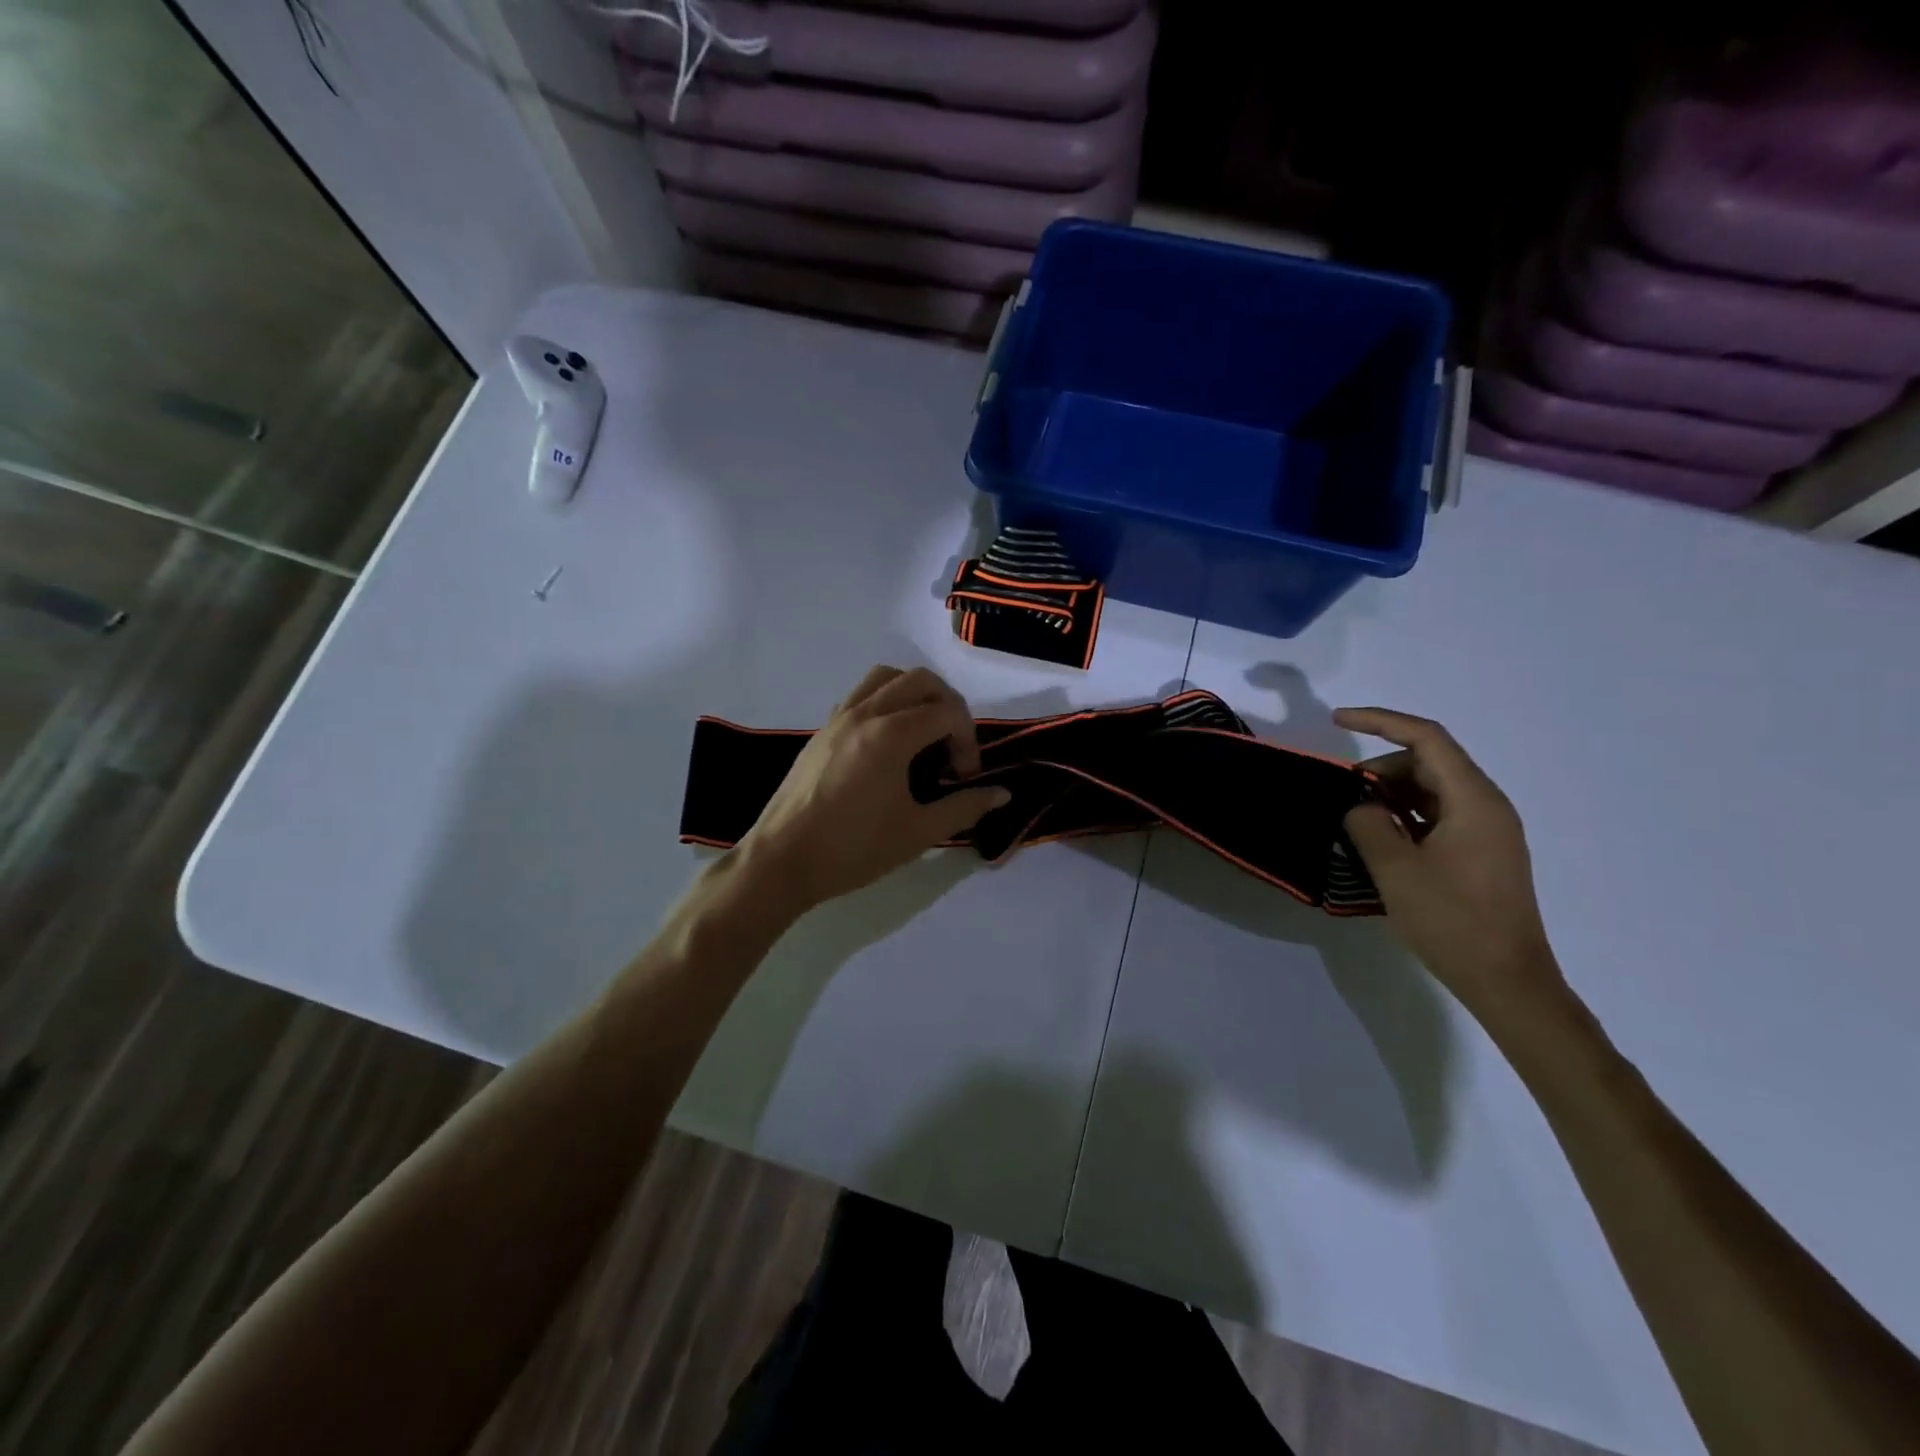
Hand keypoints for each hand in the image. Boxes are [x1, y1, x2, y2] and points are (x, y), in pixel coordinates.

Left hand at [738, 666, 1010, 914]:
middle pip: (920, 680)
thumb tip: (1002, 794)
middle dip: (949, 707)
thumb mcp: (918, 833)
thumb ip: (964, 808)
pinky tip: (889, 741)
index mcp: (890, 735)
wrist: (782, 861)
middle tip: (953, 748)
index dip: (968, 741)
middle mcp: (865, 713)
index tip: (965, 778)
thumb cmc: (853, 850)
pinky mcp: (822, 729)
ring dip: (915, 694)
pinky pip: (862, 694)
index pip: (947, 712)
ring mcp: (839, 717)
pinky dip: (886, 701)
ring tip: (925, 733)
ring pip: (887, 677)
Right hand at [1334, 707, 1567, 1025]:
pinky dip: (1405, 816)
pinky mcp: (1481, 853)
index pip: (1426, 738)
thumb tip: (1358, 806)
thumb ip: (1368, 825)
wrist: (1507, 981)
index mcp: (1474, 801)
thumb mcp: (1396, 870)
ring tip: (1355, 820)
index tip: (1338, 721)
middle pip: (1429, 762)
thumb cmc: (1452, 921)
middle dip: (1381, 768)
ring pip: (1432, 789)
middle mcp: (1486, 806)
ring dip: (1390, 794)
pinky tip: (1379, 839)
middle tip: (1342, 796)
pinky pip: (1438, 815)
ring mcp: (1487, 831)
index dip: (1380, 721)